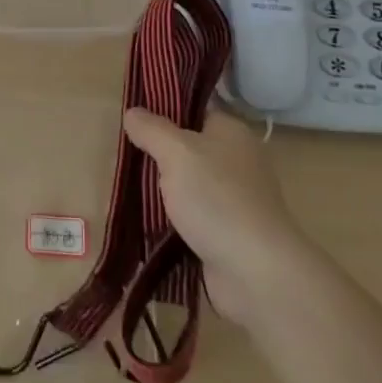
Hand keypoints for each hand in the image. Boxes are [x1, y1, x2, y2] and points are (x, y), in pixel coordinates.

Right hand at [122, 106, 302, 322]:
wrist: (256, 271)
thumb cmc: (217, 198)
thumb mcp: (176, 152)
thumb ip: (152, 130)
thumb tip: (133, 113)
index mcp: (231, 132)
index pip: (194, 111)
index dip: (164, 111)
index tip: (133, 120)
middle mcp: (237, 161)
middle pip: (189, 149)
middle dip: (158, 155)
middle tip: (124, 157)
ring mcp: (235, 199)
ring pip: (189, 184)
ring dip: (163, 191)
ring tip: (128, 190)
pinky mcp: (229, 233)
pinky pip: (193, 216)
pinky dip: (173, 220)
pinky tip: (147, 222)